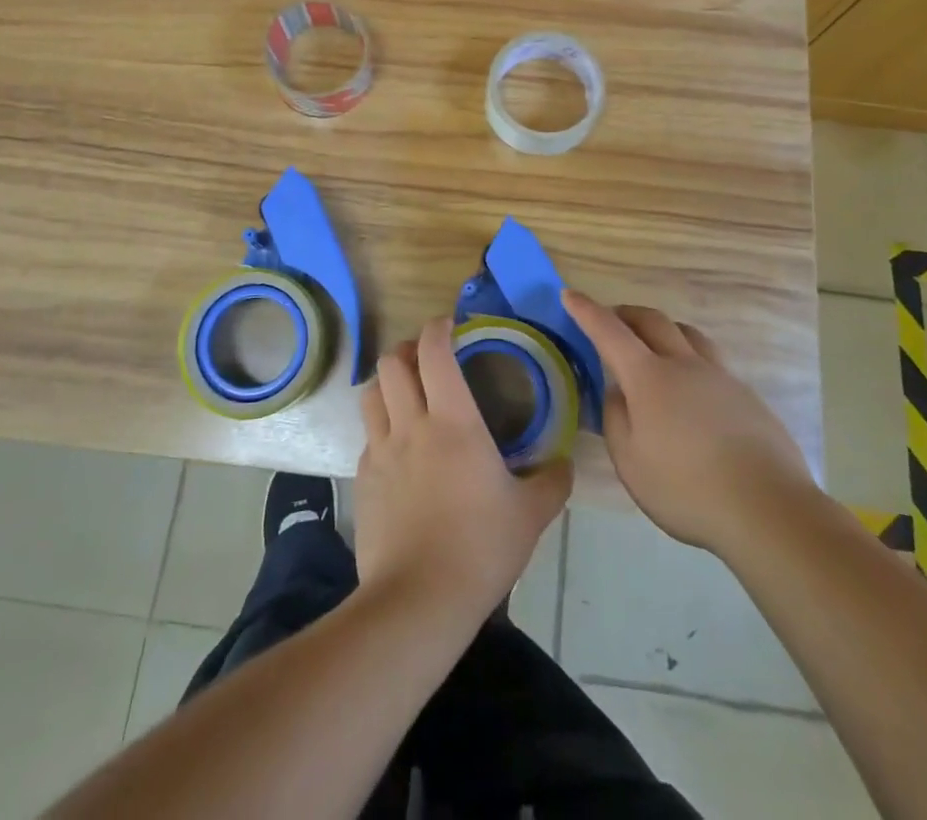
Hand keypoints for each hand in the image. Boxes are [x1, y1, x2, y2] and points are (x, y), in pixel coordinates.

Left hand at [354, 317, 571, 630]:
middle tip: (426, 359)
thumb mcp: (531, 514)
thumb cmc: (481, 547)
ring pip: (371, 393)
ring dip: (387, 383)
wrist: (418, 600)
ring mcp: (379, 452)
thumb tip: (565, 463)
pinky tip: (398, 451)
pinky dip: (381, 429)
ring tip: (406, 394)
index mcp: (453, 420)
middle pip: (392, 363)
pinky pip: (367, 438)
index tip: (449, 324)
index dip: (438, 328)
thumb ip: (552, 481)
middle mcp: (410, 424)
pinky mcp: (361, 481)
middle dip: (407, 350)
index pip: (434, 352)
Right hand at [563, 289, 814, 554]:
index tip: (570, 295)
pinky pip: (711, 359)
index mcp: (649, 377)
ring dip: (662, 329)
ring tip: (653, 344)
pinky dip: (689, 356)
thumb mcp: (631, 462)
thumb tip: (617, 392)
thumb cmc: (687, 488)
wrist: (768, 508)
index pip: (609, 331)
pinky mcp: (746, 395)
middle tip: (611, 320)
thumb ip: (616, 419)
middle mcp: (684, 364)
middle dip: (625, 313)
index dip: (587, 311)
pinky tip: (691, 387)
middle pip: (652, 320)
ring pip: (687, 333)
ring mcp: (720, 376)